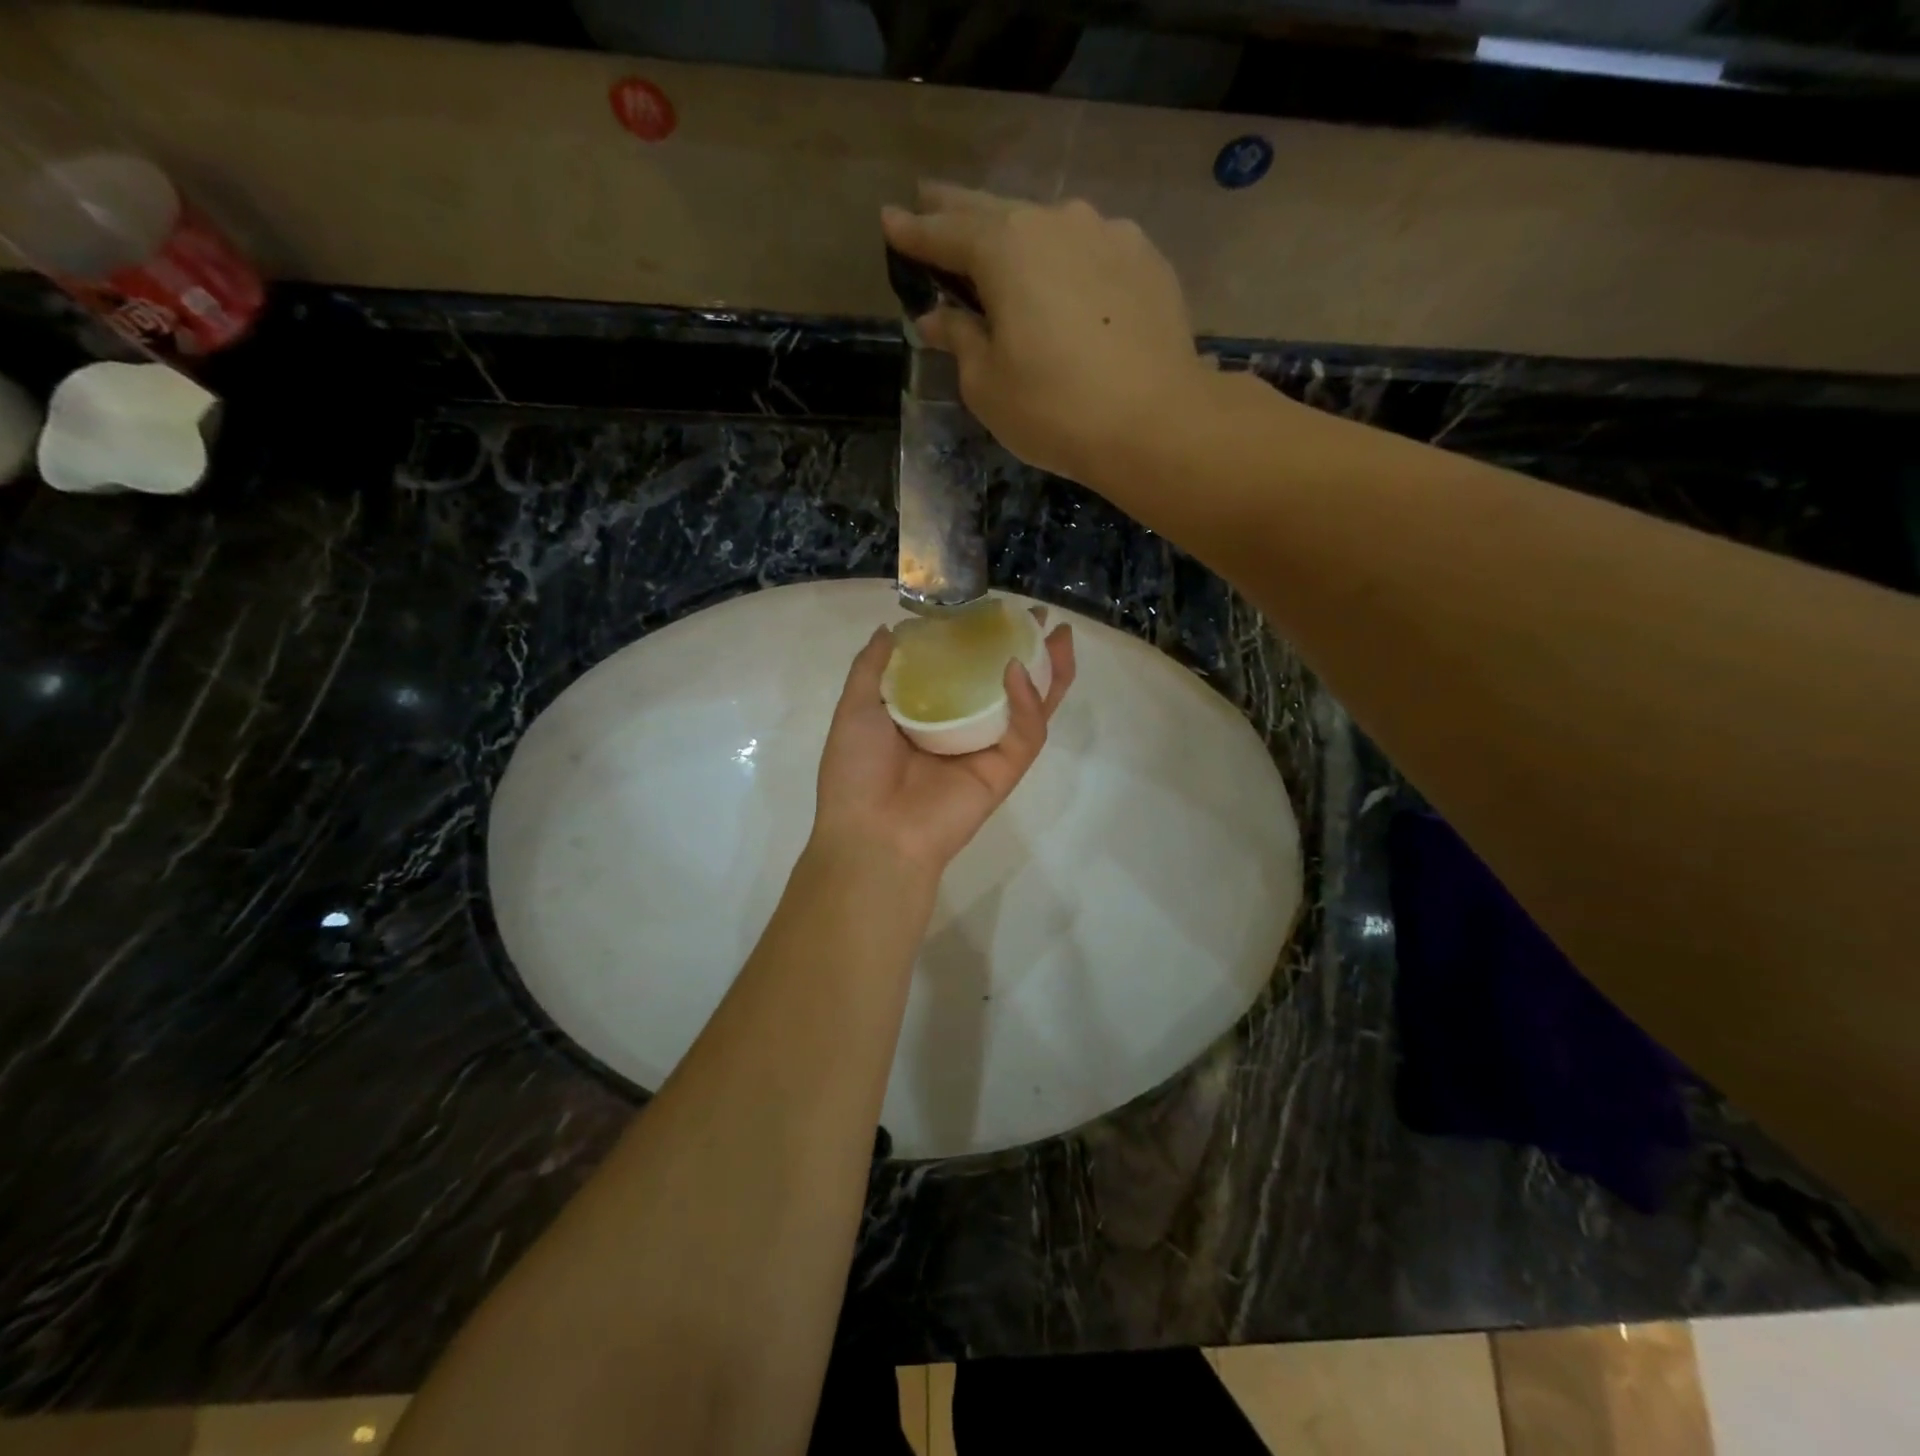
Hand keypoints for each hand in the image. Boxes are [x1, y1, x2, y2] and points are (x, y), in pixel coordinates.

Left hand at [812, 613, 1076, 873]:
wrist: (872, 833)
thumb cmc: (856, 771)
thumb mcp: (855, 707)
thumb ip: (872, 667)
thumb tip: (888, 629)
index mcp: (927, 715)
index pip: (963, 671)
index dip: (980, 641)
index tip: (993, 611)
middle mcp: (961, 729)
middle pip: (1004, 686)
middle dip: (1027, 652)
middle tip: (1039, 619)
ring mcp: (986, 750)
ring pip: (1029, 706)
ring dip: (1048, 671)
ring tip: (1058, 637)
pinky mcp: (1004, 770)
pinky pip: (1025, 733)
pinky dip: (1028, 702)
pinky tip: (1018, 670)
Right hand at [881, 182, 1215, 487]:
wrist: (1155, 423)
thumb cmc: (1054, 410)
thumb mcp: (987, 385)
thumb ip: (960, 340)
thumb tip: (938, 318)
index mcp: (1006, 249)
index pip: (945, 233)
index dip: (913, 232)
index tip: (889, 221)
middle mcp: (1056, 222)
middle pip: (995, 212)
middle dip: (956, 209)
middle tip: (929, 200)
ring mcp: (1109, 234)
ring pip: (1049, 227)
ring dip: (1019, 234)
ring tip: (1002, 245)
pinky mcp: (1146, 260)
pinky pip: (1092, 251)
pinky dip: (1068, 260)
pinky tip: (1067, 280)